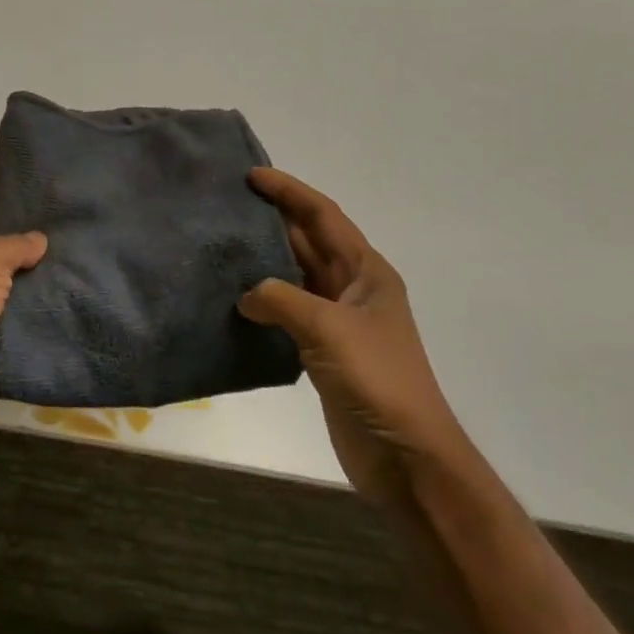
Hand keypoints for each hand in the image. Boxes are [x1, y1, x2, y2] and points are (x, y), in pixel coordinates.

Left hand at [0, 162, 46, 433]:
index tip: (36, 160)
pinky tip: (65, 280)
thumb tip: (39, 240)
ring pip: (6, 261)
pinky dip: (33, 289)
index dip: (0, 168)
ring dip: (33, 254)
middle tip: (66, 200)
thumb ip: (16, 244)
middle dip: (25, 211)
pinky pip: (12, 296)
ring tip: (75, 237)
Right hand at [240, 168, 466, 497]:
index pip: (323, 216)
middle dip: (274, 218)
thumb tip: (246, 296)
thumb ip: (281, 299)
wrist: (407, 458)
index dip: (289, 191)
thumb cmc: (377, 380)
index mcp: (367, 271)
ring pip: (296, 274)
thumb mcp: (328, 329)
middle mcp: (354, 287)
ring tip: (226, 241)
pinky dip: (265, 298)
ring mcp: (339, 320)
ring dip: (266, 257)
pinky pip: (289, 309)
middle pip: (309, 240)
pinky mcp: (324, 350)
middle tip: (229, 202)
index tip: (252, 175)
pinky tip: (236, 295)